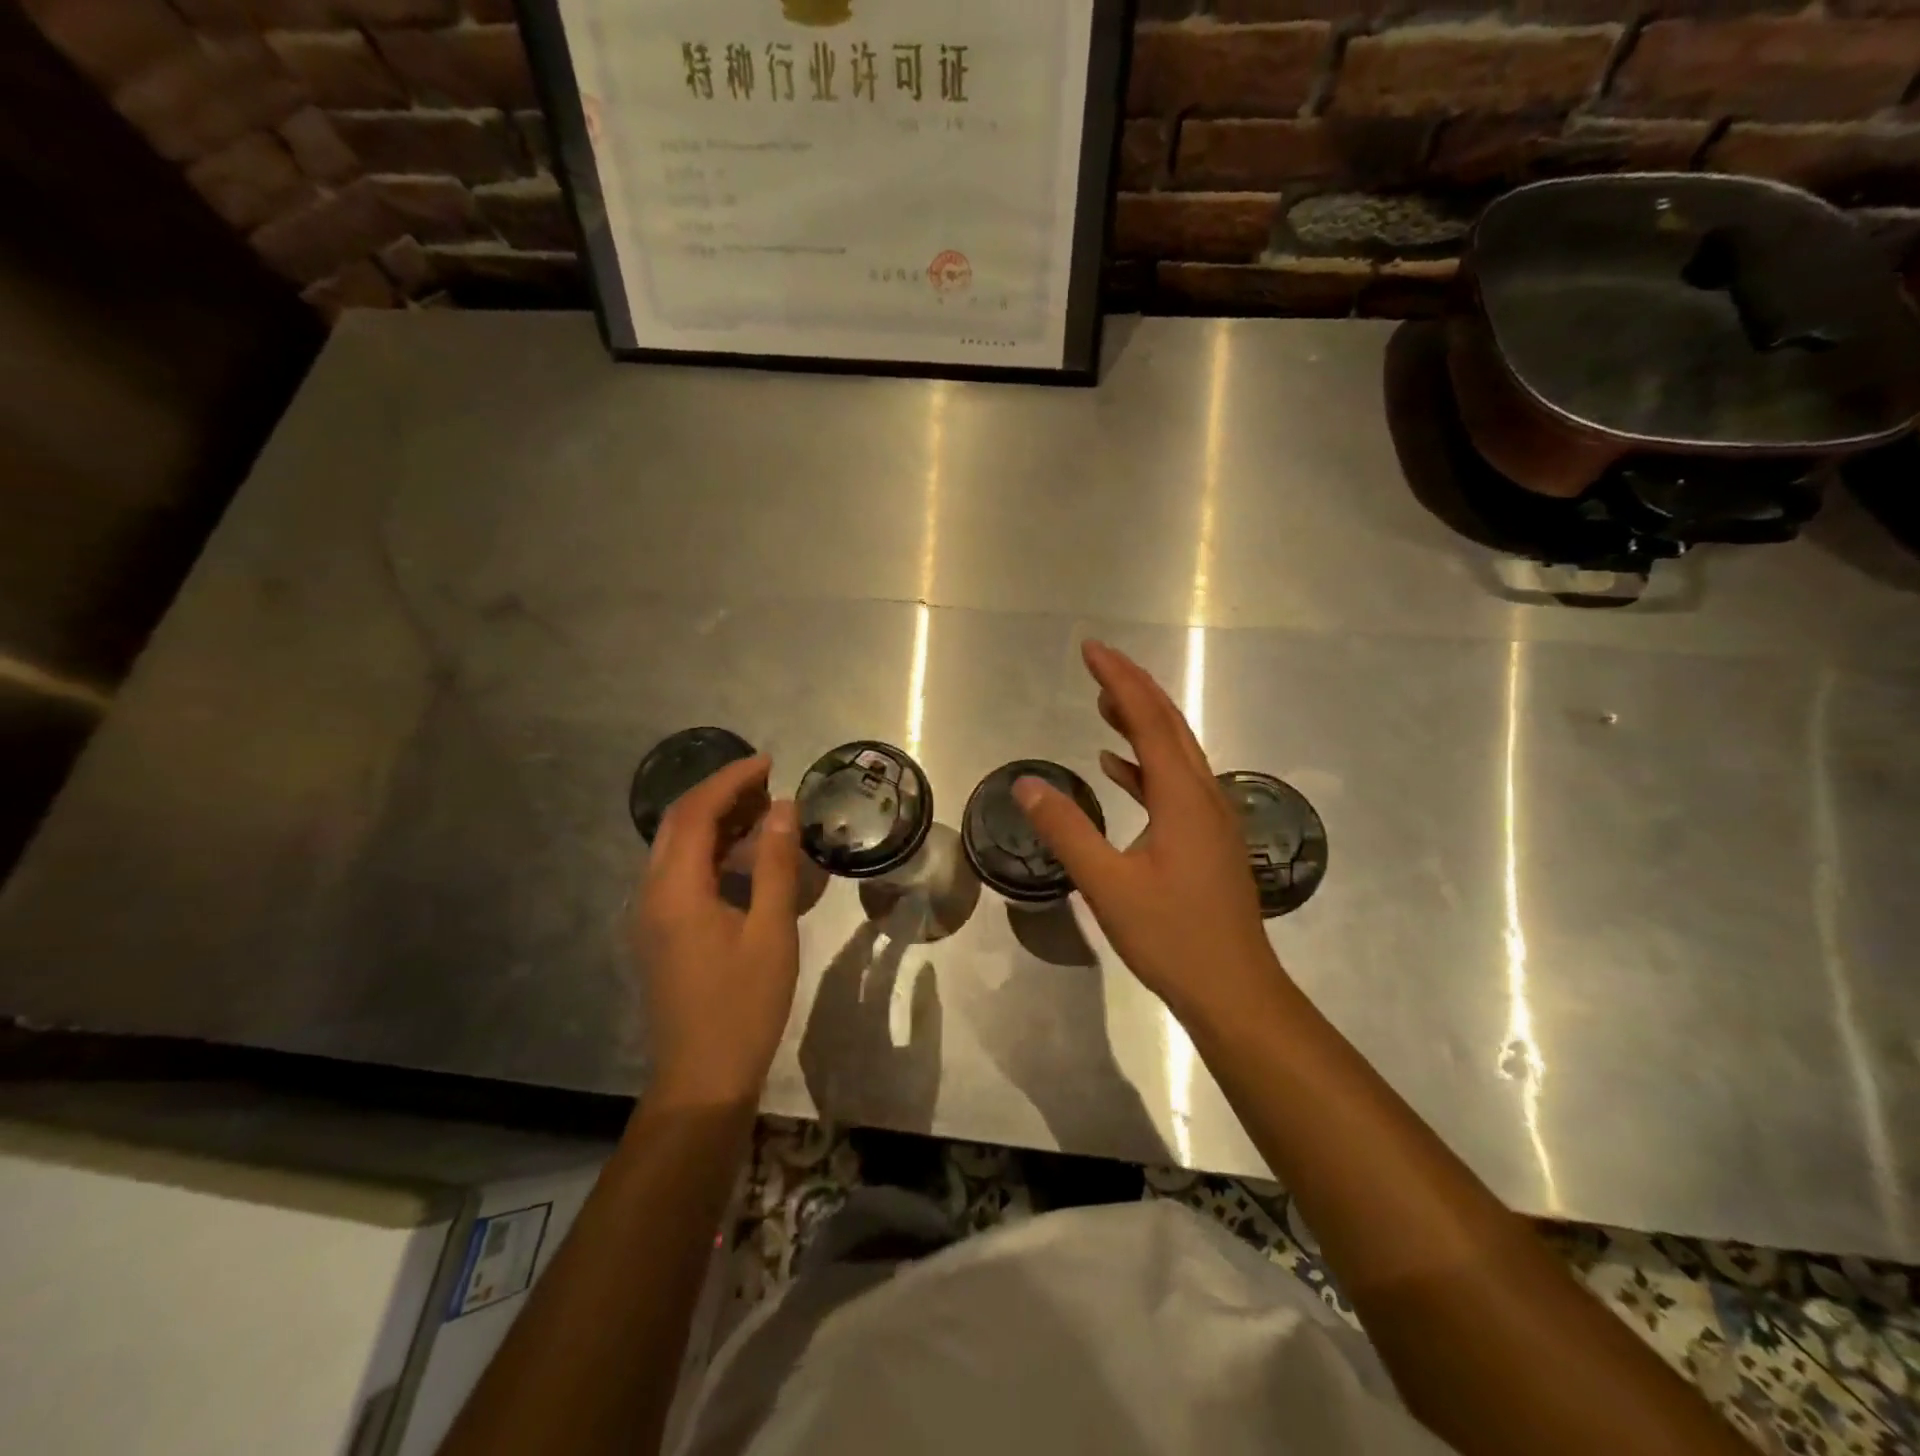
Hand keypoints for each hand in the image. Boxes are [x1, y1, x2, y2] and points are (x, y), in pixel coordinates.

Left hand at [632, 754, 802, 1107]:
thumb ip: (773, 864)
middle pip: (678, 823)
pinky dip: (709, 850)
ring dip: (713, 820)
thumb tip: (782, 807)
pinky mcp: (658, 931)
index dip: (730, 780)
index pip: (696, 812)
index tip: (768, 762)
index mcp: (676, 889)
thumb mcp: (770, 931)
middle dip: (720, 793)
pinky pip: (678, 871)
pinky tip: (741, 858)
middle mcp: (651, 893)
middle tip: (767, 783)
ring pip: (675, 847)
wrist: (701, 1077)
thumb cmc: (743, 1005)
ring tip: (761, 811)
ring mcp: (650, 914)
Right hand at [1014, 640, 1287, 1029]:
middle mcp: (1203, 794)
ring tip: (1103, 703)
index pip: (1149, 719)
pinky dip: (1144, 765)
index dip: (1119, 679)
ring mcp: (1210, 818)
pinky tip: (1117, 768)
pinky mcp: (1207, 839)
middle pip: (1169, 725)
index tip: (1091, 650)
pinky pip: (1174, 784)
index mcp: (1183, 795)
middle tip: (1096, 663)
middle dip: (1133, 688)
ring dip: (1140, 723)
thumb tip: (1026, 783)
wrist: (1235, 991)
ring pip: (1174, 752)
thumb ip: (1067, 830)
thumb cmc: (1172, 937)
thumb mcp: (1107, 885)